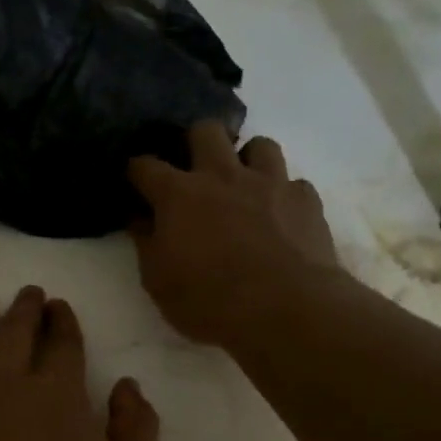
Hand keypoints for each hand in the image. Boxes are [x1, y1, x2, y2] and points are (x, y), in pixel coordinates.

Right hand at [128, 122, 341, 346]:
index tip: (134, 180)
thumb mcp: (158, 281)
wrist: (285, 309)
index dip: (135, 170)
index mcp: (179, 195)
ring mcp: (269, 183)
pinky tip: (279, 215)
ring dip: (247, 160)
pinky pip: (293, 182)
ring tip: (243, 185)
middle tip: (194, 170)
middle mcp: (222, 176)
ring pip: (259, 144)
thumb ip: (146, 243)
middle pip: (206, 131)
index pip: (145, 165)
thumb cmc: (209, 300)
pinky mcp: (306, 199)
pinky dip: (282, 194)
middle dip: (195, 142)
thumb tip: (140, 219)